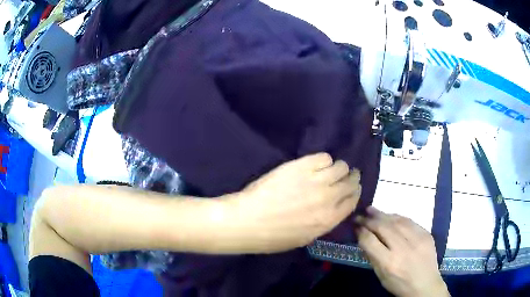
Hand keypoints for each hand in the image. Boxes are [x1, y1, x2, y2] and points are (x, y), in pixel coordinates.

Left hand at [221, 153, 361, 252]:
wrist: (247, 220)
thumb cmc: (273, 237)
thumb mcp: (305, 238)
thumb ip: (324, 222)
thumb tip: (332, 208)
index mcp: (329, 220)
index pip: (353, 201)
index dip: (353, 193)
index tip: (351, 189)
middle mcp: (328, 198)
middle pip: (351, 182)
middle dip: (351, 178)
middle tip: (345, 176)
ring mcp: (316, 180)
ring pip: (341, 166)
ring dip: (339, 168)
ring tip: (329, 169)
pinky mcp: (301, 166)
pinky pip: (324, 156)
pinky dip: (323, 160)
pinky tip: (314, 165)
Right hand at [355, 207, 449, 296]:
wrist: (425, 285)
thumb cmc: (399, 284)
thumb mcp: (381, 276)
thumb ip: (373, 256)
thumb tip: (364, 237)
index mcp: (389, 263)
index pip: (370, 241)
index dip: (361, 231)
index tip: (355, 226)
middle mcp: (403, 249)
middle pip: (383, 227)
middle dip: (369, 220)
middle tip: (360, 215)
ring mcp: (417, 239)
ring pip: (397, 221)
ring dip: (383, 214)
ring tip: (372, 210)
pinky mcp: (426, 234)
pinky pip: (410, 221)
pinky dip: (397, 217)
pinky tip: (391, 215)